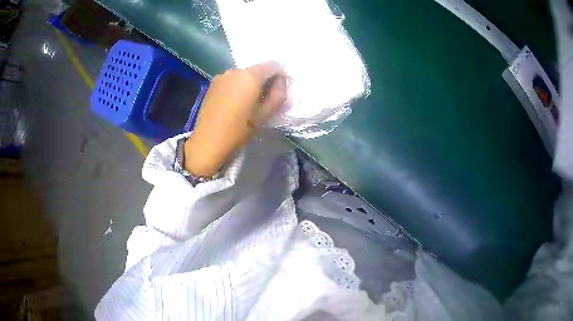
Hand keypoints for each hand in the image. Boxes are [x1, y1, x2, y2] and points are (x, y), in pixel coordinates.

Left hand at [184, 61, 287, 176]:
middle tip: (266, 99)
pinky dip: (238, 87)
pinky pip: (231, 81)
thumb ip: (279, 95)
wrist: (208, 141)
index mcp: (250, 76)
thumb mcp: (265, 114)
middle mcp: (235, 70)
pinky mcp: (212, 84)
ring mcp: (222, 76)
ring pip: (243, 75)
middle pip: (257, 69)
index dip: (281, 75)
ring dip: (250, 84)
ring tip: (248, 103)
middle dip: (265, 81)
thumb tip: (281, 83)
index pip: (273, 65)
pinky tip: (234, 103)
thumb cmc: (239, 129)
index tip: (281, 90)